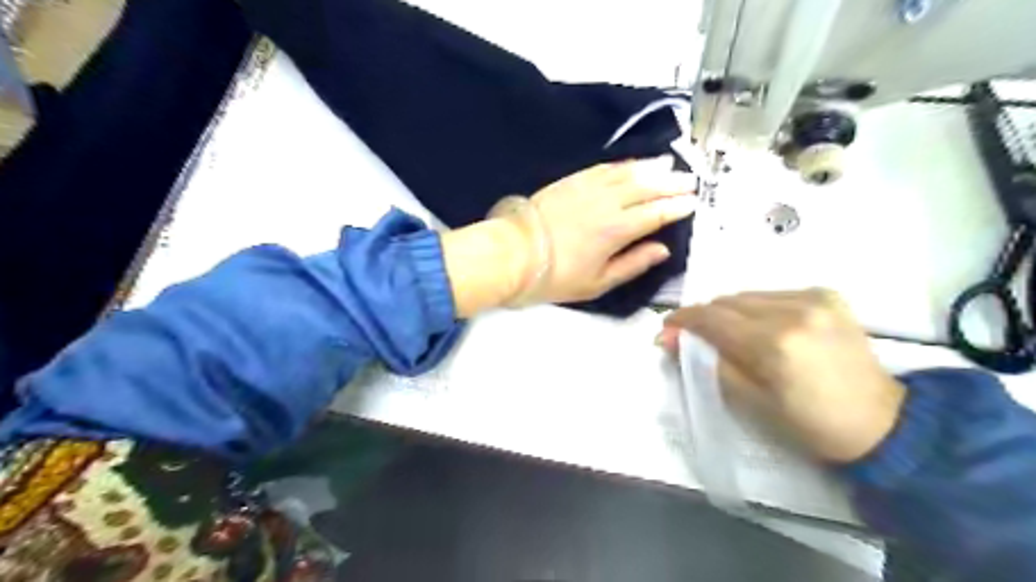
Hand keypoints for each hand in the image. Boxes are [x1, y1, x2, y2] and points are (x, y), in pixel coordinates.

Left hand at [446, 156, 695, 316]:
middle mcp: (608, 203)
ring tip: (669, 164)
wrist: (514, 254)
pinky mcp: (571, 181)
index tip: (693, 203)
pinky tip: (632, 164)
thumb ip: (633, 264)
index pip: (656, 213)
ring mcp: (588, 187)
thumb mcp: (598, 282)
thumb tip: (662, 250)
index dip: (677, 207)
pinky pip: (604, 167)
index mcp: (617, 230)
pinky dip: (623, 164)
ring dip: (651, 168)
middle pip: (647, 187)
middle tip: (690, 181)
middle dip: (672, 183)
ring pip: (628, 172)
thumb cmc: (556, 276)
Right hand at [660, 286, 904, 464]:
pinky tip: (763, 327)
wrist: (882, 422)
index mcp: (773, 343)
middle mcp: (793, 310)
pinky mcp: (827, 294)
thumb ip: (707, 362)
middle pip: (727, 301)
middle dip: (705, 317)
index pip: (712, 318)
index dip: (683, 320)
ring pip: (748, 295)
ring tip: (730, 334)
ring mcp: (814, 298)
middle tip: (695, 337)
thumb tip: (666, 338)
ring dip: (730, 312)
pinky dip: (757, 307)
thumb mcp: (749, 401)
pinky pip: (773, 293)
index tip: (666, 328)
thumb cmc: (808, 423)